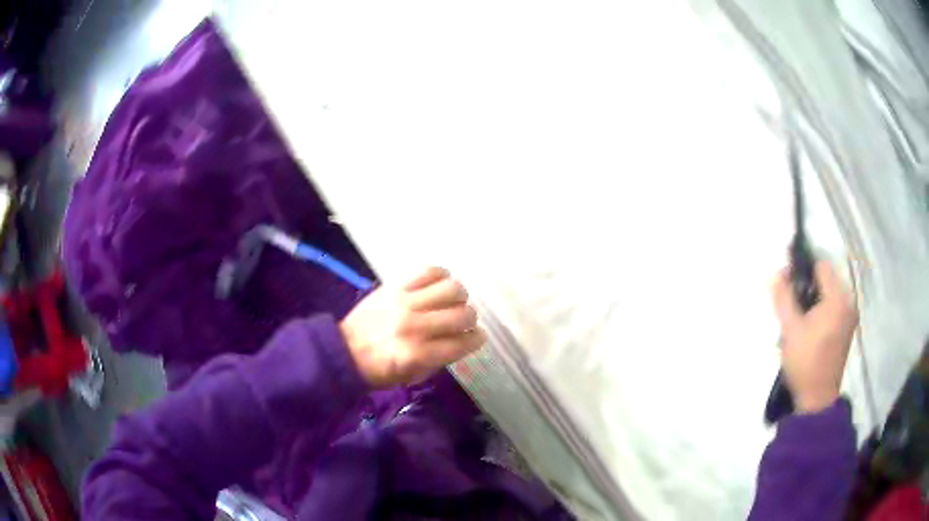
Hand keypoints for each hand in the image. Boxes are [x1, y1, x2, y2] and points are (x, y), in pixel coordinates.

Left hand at [340, 267, 486, 388]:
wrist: (344, 350)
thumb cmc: (379, 370)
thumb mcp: (413, 376)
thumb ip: (440, 360)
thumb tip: (461, 341)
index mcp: (418, 355)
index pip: (462, 343)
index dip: (476, 340)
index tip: (478, 337)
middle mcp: (415, 327)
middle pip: (462, 315)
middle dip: (471, 320)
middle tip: (464, 322)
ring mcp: (404, 303)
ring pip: (451, 289)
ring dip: (459, 296)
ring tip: (453, 301)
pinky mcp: (395, 286)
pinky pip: (428, 271)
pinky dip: (441, 275)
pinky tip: (439, 285)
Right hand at [772, 261, 858, 413]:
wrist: (817, 398)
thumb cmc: (805, 362)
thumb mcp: (790, 330)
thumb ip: (784, 298)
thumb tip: (777, 273)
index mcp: (837, 299)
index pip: (821, 266)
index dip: (803, 269)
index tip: (788, 284)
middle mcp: (848, 301)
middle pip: (827, 278)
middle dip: (809, 285)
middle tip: (793, 305)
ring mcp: (850, 315)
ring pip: (830, 292)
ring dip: (815, 297)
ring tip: (801, 318)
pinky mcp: (848, 327)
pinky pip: (835, 305)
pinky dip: (823, 308)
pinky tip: (811, 326)